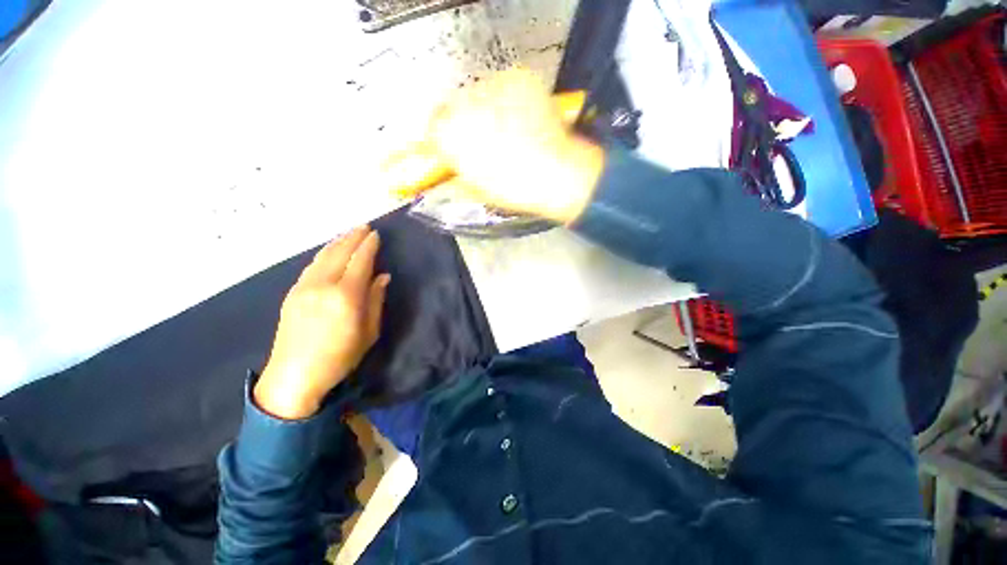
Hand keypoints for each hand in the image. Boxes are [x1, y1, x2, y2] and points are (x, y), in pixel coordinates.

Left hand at [255, 227, 389, 419]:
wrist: (294, 376)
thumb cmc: (340, 357)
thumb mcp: (369, 332)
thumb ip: (375, 300)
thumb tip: (382, 276)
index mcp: (345, 296)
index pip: (360, 261)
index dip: (369, 246)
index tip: (376, 235)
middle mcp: (323, 285)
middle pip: (339, 252)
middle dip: (353, 237)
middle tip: (365, 227)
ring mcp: (303, 287)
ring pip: (323, 256)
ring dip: (338, 242)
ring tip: (350, 234)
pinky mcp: (293, 293)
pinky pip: (312, 265)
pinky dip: (324, 254)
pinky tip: (330, 252)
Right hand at [383, 68, 605, 224]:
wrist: (556, 174)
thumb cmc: (514, 189)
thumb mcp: (475, 188)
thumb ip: (453, 171)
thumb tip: (445, 165)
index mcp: (449, 135)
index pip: (430, 130)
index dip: (441, 142)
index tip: (450, 149)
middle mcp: (463, 104)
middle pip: (452, 108)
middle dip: (461, 124)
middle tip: (481, 142)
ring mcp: (491, 87)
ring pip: (477, 96)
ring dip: (484, 111)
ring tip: (505, 133)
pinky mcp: (516, 79)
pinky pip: (502, 88)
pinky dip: (506, 102)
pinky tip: (519, 121)